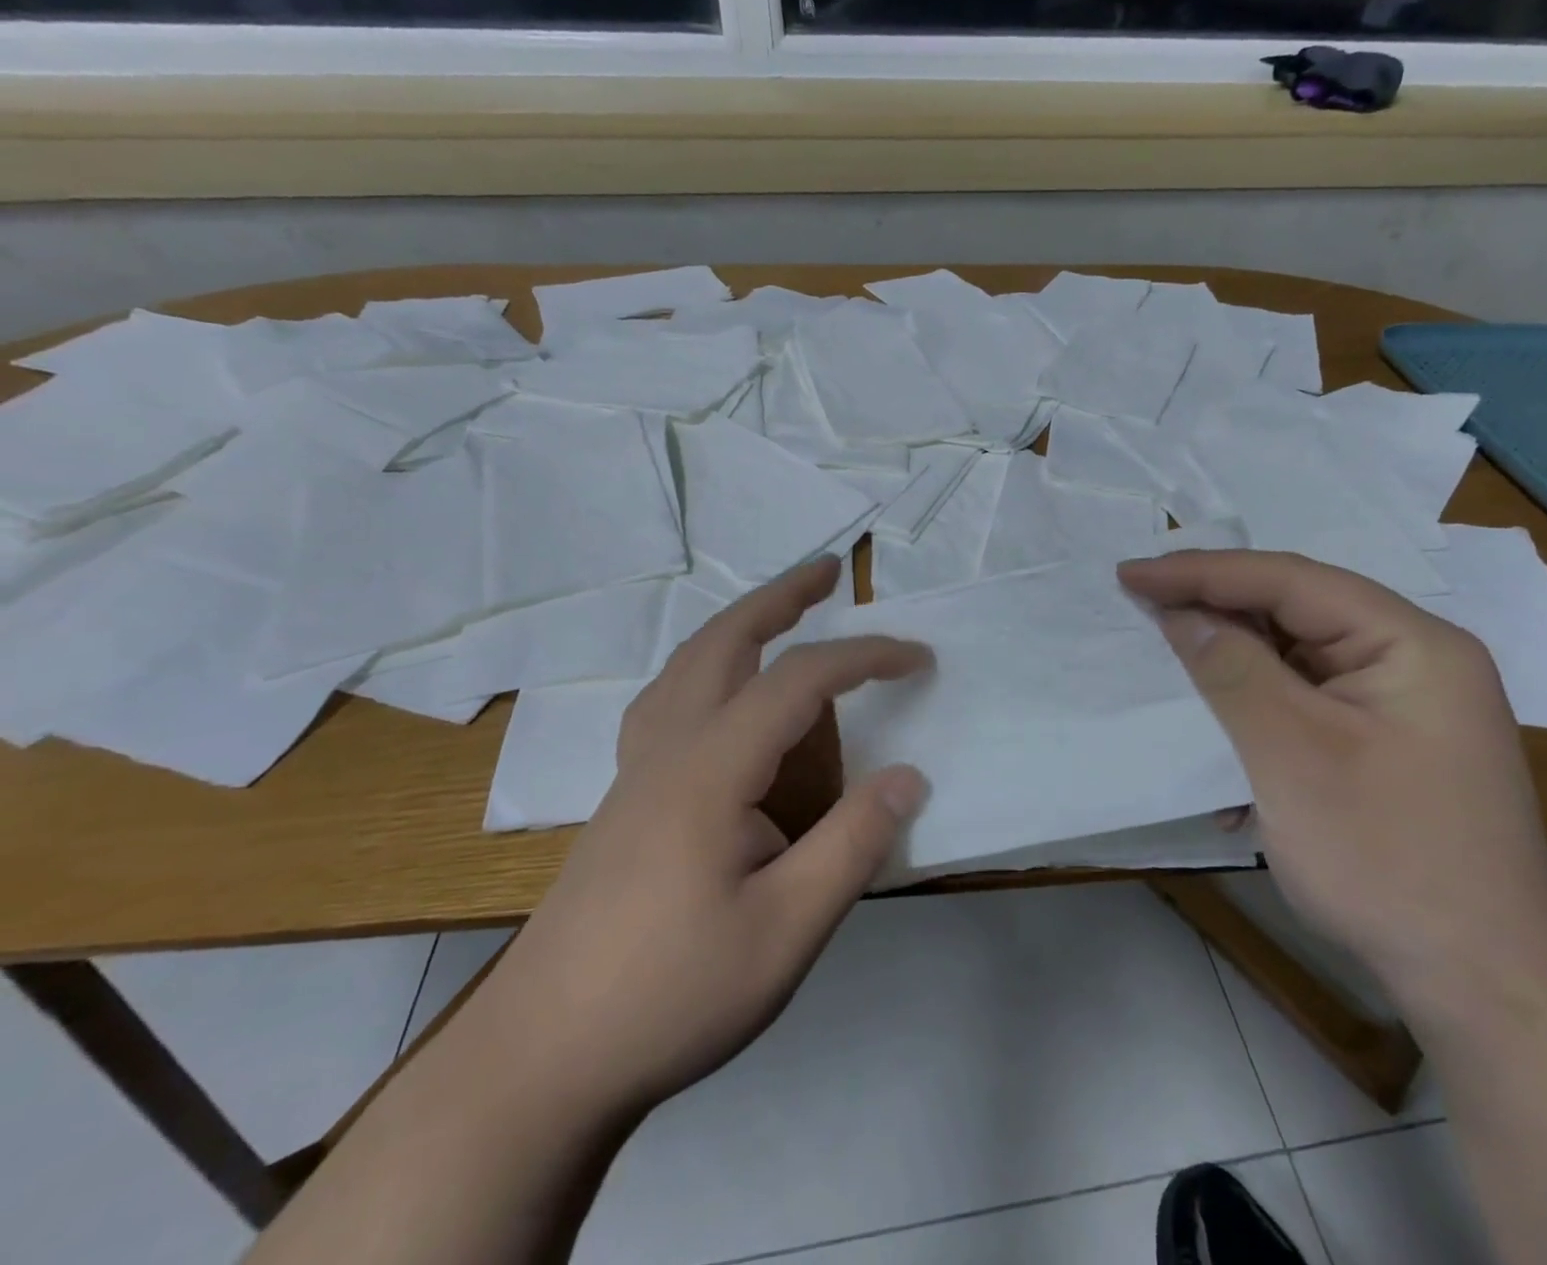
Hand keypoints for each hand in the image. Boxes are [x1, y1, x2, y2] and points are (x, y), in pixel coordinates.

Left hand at [470, 557, 930, 1124]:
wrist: (540, 1061)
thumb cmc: (671, 994)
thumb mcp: (786, 931)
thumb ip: (853, 845)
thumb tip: (910, 776)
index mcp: (709, 769)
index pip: (799, 681)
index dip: (864, 657)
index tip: (919, 658)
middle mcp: (667, 749)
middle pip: (725, 641)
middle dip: (782, 597)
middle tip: (830, 571)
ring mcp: (636, 771)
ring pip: (686, 664)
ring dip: (739, 624)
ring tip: (782, 615)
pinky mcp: (623, 799)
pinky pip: (667, 699)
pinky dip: (706, 666)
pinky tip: (720, 694)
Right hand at [1119, 549, 1546, 1009]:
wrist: (1484, 986)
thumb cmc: (1387, 859)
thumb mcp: (1292, 754)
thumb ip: (1233, 670)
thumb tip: (1182, 614)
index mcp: (1409, 642)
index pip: (1290, 580)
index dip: (1202, 571)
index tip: (1130, 572)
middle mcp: (1411, 660)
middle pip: (1295, 611)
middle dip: (1215, 607)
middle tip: (1141, 599)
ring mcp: (1399, 705)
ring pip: (1294, 656)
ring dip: (1229, 658)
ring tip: (1165, 647)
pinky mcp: (1382, 744)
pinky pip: (1304, 700)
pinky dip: (1253, 704)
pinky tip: (1215, 719)